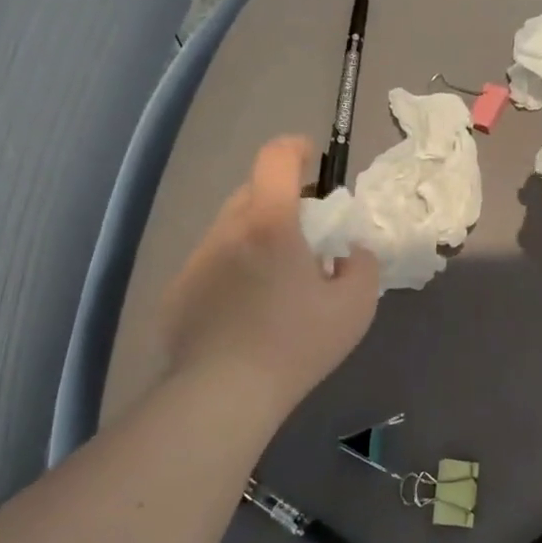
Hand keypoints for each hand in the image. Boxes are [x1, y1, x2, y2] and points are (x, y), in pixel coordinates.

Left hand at [160, 136, 379, 410]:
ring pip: (229, 230)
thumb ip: (363, 265)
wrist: (224, 393)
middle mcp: (226, 231)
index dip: (296, 149)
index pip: (276, 158)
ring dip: (254, 238)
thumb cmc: (296, 344)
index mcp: (270, 224)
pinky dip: (232, 271)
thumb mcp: (355, 306)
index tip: (313, 160)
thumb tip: (350, 250)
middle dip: (281, 200)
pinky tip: (244, 312)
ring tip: (274, 280)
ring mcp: (196, 261)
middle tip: (304, 236)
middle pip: (251, 193)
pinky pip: (211, 265)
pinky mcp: (178, 292)